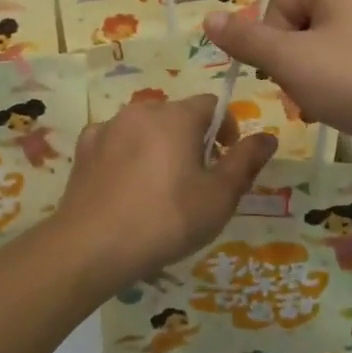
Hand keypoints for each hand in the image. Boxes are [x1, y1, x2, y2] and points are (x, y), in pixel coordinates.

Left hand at [54, 95, 278, 289]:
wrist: (91, 247)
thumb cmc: (166, 220)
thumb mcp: (219, 197)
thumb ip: (246, 162)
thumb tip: (268, 137)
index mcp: (176, 116)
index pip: (212, 105)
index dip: (226, 130)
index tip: (226, 163)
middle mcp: (141, 111)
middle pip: (177, 115)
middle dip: (192, 140)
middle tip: (196, 182)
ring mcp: (107, 128)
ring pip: (145, 129)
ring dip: (159, 147)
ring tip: (159, 190)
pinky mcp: (84, 149)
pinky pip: (116, 143)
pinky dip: (126, 157)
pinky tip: (126, 189)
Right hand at [203, 0, 351, 172]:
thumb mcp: (291, 60)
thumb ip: (246, 39)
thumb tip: (208, 18)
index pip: (278, 6)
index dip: (271, 44)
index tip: (284, 74)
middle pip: (298, 29)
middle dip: (292, 67)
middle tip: (304, 96)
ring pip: (321, 53)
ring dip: (311, 83)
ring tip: (325, 108)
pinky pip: (348, 67)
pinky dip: (338, 89)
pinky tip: (345, 111)